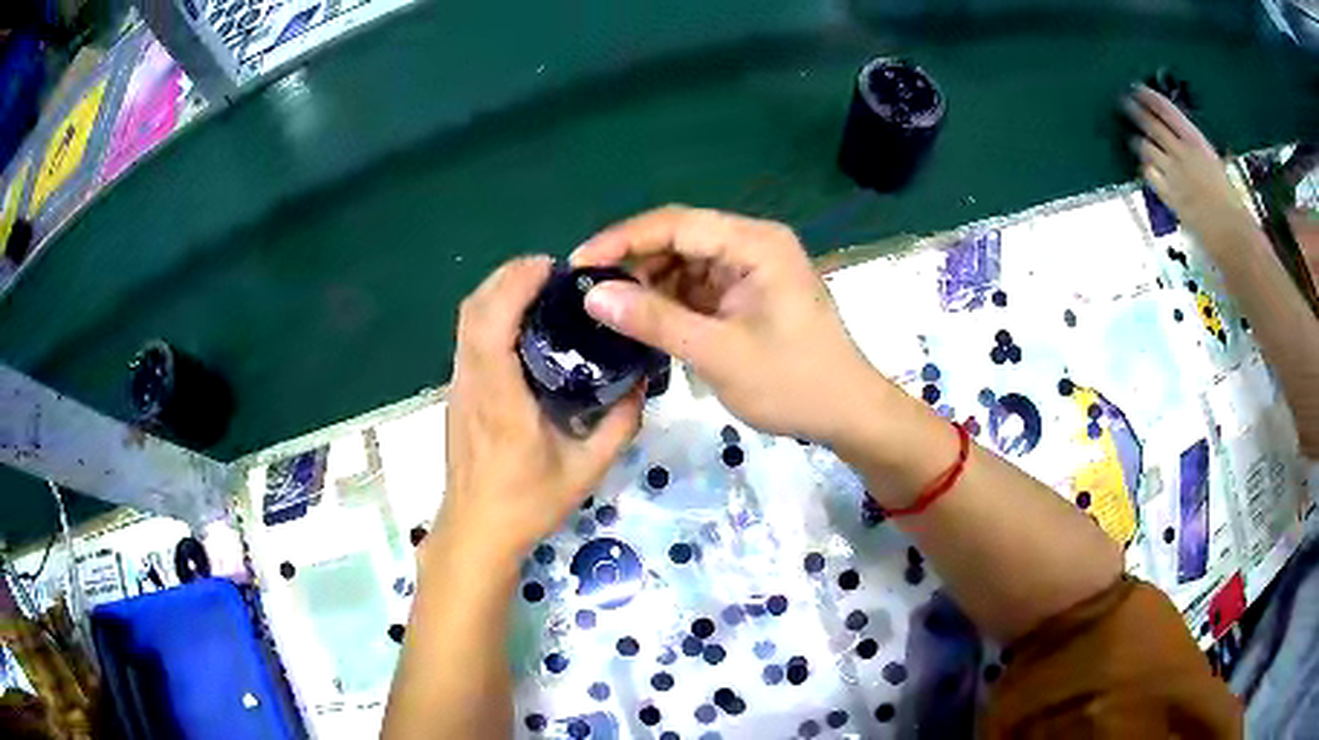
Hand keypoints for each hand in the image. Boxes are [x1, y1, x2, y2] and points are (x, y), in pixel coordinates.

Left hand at [439, 256, 642, 562]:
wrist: (475, 531)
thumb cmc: (527, 504)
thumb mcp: (587, 469)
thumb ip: (619, 423)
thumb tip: (643, 379)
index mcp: (500, 399)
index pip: (492, 323)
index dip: (516, 284)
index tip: (553, 267)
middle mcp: (472, 382)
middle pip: (473, 308)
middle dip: (509, 276)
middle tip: (555, 273)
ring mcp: (458, 385)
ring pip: (467, 319)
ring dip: (499, 291)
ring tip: (542, 290)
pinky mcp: (458, 392)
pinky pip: (469, 336)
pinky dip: (492, 313)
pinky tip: (524, 324)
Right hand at [572, 206, 876, 441]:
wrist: (847, 414)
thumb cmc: (793, 383)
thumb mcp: (718, 353)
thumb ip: (655, 320)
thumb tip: (592, 295)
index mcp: (755, 243)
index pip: (677, 223)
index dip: (622, 239)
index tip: (577, 264)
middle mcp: (753, 243)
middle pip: (679, 238)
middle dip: (633, 263)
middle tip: (587, 293)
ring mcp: (751, 268)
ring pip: (684, 262)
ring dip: (648, 284)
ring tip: (608, 311)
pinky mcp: (747, 293)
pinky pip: (698, 286)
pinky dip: (669, 302)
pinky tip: (641, 321)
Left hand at [1125, 85, 1253, 240]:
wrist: (1231, 232)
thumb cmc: (1230, 198)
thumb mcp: (1214, 163)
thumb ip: (1196, 149)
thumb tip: (1184, 139)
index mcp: (1196, 141)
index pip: (1167, 110)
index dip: (1149, 97)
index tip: (1137, 88)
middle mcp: (1181, 152)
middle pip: (1151, 125)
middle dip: (1136, 112)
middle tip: (1125, 103)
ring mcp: (1173, 174)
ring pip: (1146, 148)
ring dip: (1138, 141)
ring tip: (1133, 137)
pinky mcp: (1169, 195)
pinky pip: (1150, 176)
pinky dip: (1145, 168)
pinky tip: (1144, 166)